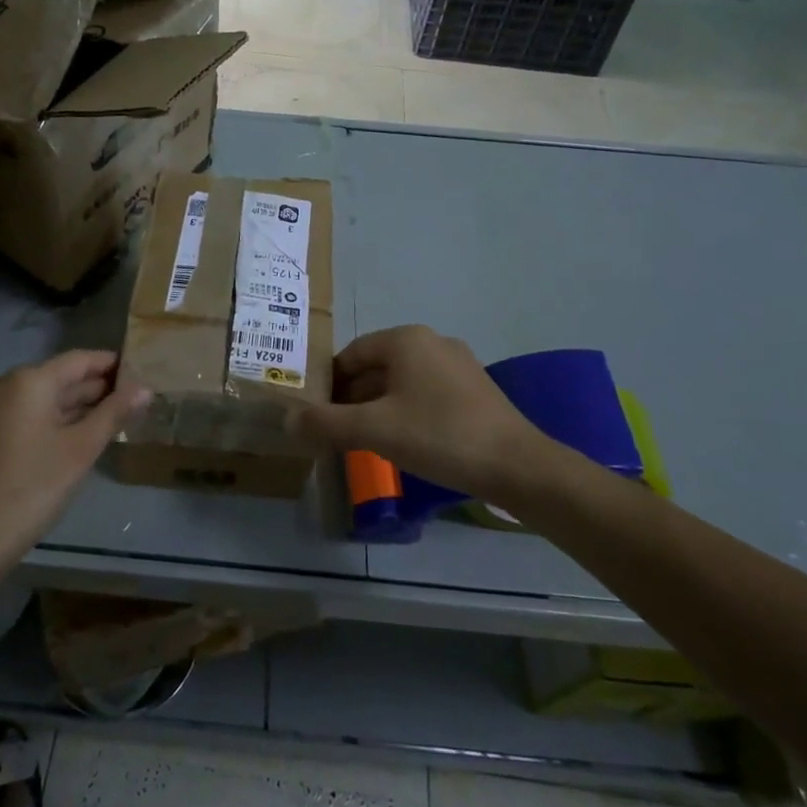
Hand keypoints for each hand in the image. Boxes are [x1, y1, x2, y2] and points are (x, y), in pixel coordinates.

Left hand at [0, 350, 148, 572]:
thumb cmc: (32, 489)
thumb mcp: (80, 450)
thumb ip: (113, 413)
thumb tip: (144, 388)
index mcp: (27, 380)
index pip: (78, 360)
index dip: (110, 364)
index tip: (139, 371)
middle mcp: (2, 383)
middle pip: (57, 377)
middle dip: (93, 388)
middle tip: (131, 399)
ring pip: (39, 397)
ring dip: (72, 405)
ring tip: (111, 416)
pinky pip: (21, 413)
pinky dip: (48, 419)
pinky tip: (73, 434)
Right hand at [294, 326, 581, 512]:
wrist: (518, 467)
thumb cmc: (440, 435)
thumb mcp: (374, 430)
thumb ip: (325, 423)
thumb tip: (287, 420)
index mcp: (406, 340)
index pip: (350, 354)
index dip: (327, 384)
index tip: (314, 414)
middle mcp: (432, 343)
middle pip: (375, 367)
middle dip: (350, 398)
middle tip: (333, 431)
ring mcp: (457, 366)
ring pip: (400, 383)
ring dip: (376, 407)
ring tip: (362, 440)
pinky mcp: (474, 391)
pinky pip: (424, 395)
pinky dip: (404, 412)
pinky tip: (402, 442)